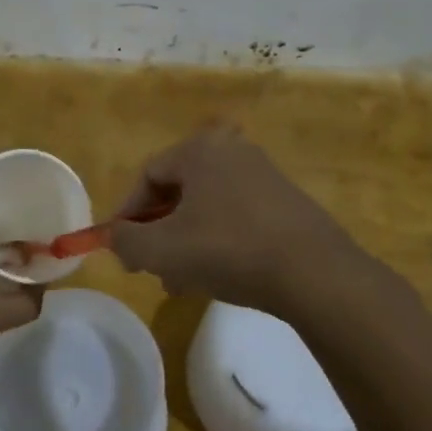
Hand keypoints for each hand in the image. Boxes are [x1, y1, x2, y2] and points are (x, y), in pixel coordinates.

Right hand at [107, 127, 376, 312]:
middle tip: (151, 266)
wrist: (315, 273)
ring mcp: (264, 174)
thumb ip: (126, 241)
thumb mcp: (162, 250)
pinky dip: (217, 241)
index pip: (147, 175)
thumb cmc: (229, 250)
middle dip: (158, 231)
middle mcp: (232, 150)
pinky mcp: (286, 201)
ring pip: (207, 207)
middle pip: (178, 190)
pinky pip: (236, 216)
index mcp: (200, 149)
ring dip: (186, 240)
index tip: (122, 247)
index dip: (128, 213)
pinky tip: (217, 275)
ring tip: (181, 280)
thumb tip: (115, 238)